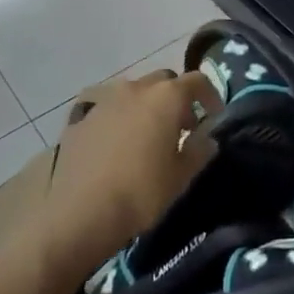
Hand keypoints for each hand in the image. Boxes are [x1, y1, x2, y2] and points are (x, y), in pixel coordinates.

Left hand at [38, 69, 215, 279]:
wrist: (79, 213)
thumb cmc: (141, 193)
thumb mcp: (181, 177)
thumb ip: (199, 150)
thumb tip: (206, 138)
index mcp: (166, 97)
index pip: (197, 81)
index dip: (210, 95)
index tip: (214, 115)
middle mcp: (136, 87)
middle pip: (164, 81)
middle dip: (176, 98)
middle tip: (181, 127)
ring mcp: (105, 99)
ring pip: (134, 91)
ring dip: (146, 105)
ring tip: (146, 135)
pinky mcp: (81, 116)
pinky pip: (107, 107)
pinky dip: (118, 117)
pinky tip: (115, 142)